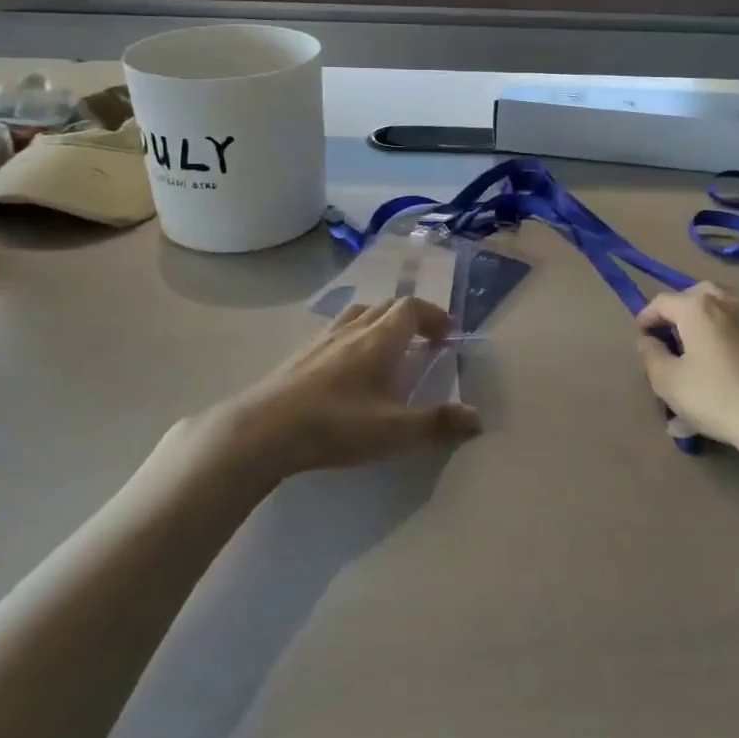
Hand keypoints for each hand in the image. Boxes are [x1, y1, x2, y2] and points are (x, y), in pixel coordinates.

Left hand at [210, 297, 481, 481]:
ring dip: (381, 322)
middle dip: (411, 317)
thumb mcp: (393, 431)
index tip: (446, 335)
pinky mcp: (300, 355)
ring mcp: (322, 339)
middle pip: (387, 306)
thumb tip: (478, 418)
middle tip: (424, 343)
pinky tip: (347, 366)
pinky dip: (354, 335)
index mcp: (379, 340)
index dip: (433, 315)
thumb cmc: (334, 426)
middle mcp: (353, 330)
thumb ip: (437, 424)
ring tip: (388, 349)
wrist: (261, 431)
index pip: (412, 308)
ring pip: (359, 314)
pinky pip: (336, 330)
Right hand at [636, 283, 738, 458]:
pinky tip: (725, 362)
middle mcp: (728, 301)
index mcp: (698, 306)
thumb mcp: (667, 381)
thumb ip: (651, 354)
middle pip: (696, 295)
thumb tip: (648, 339)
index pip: (662, 301)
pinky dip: (727, 335)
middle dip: (679, 312)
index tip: (642, 337)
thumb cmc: (715, 397)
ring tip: (698, 348)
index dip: (647, 317)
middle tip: (671, 336)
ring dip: (706, 321)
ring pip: (723, 307)